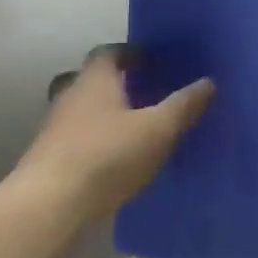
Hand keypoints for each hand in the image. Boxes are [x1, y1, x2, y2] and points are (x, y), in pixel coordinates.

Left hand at [16, 50, 213, 223]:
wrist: (49, 205)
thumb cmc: (106, 157)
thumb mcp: (157, 131)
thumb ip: (183, 106)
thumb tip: (208, 82)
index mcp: (94, 80)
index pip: (108, 52)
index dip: (130, 53)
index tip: (150, 61)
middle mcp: (70, 96)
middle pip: (91, 80)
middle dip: (116, 84)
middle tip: (144, 94)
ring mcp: (54, 128)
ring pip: (81, 110)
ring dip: (104, 114)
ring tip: (133, 130)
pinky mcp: (48, 158)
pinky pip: (76, 138)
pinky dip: (94, 141)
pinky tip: (113, 161)